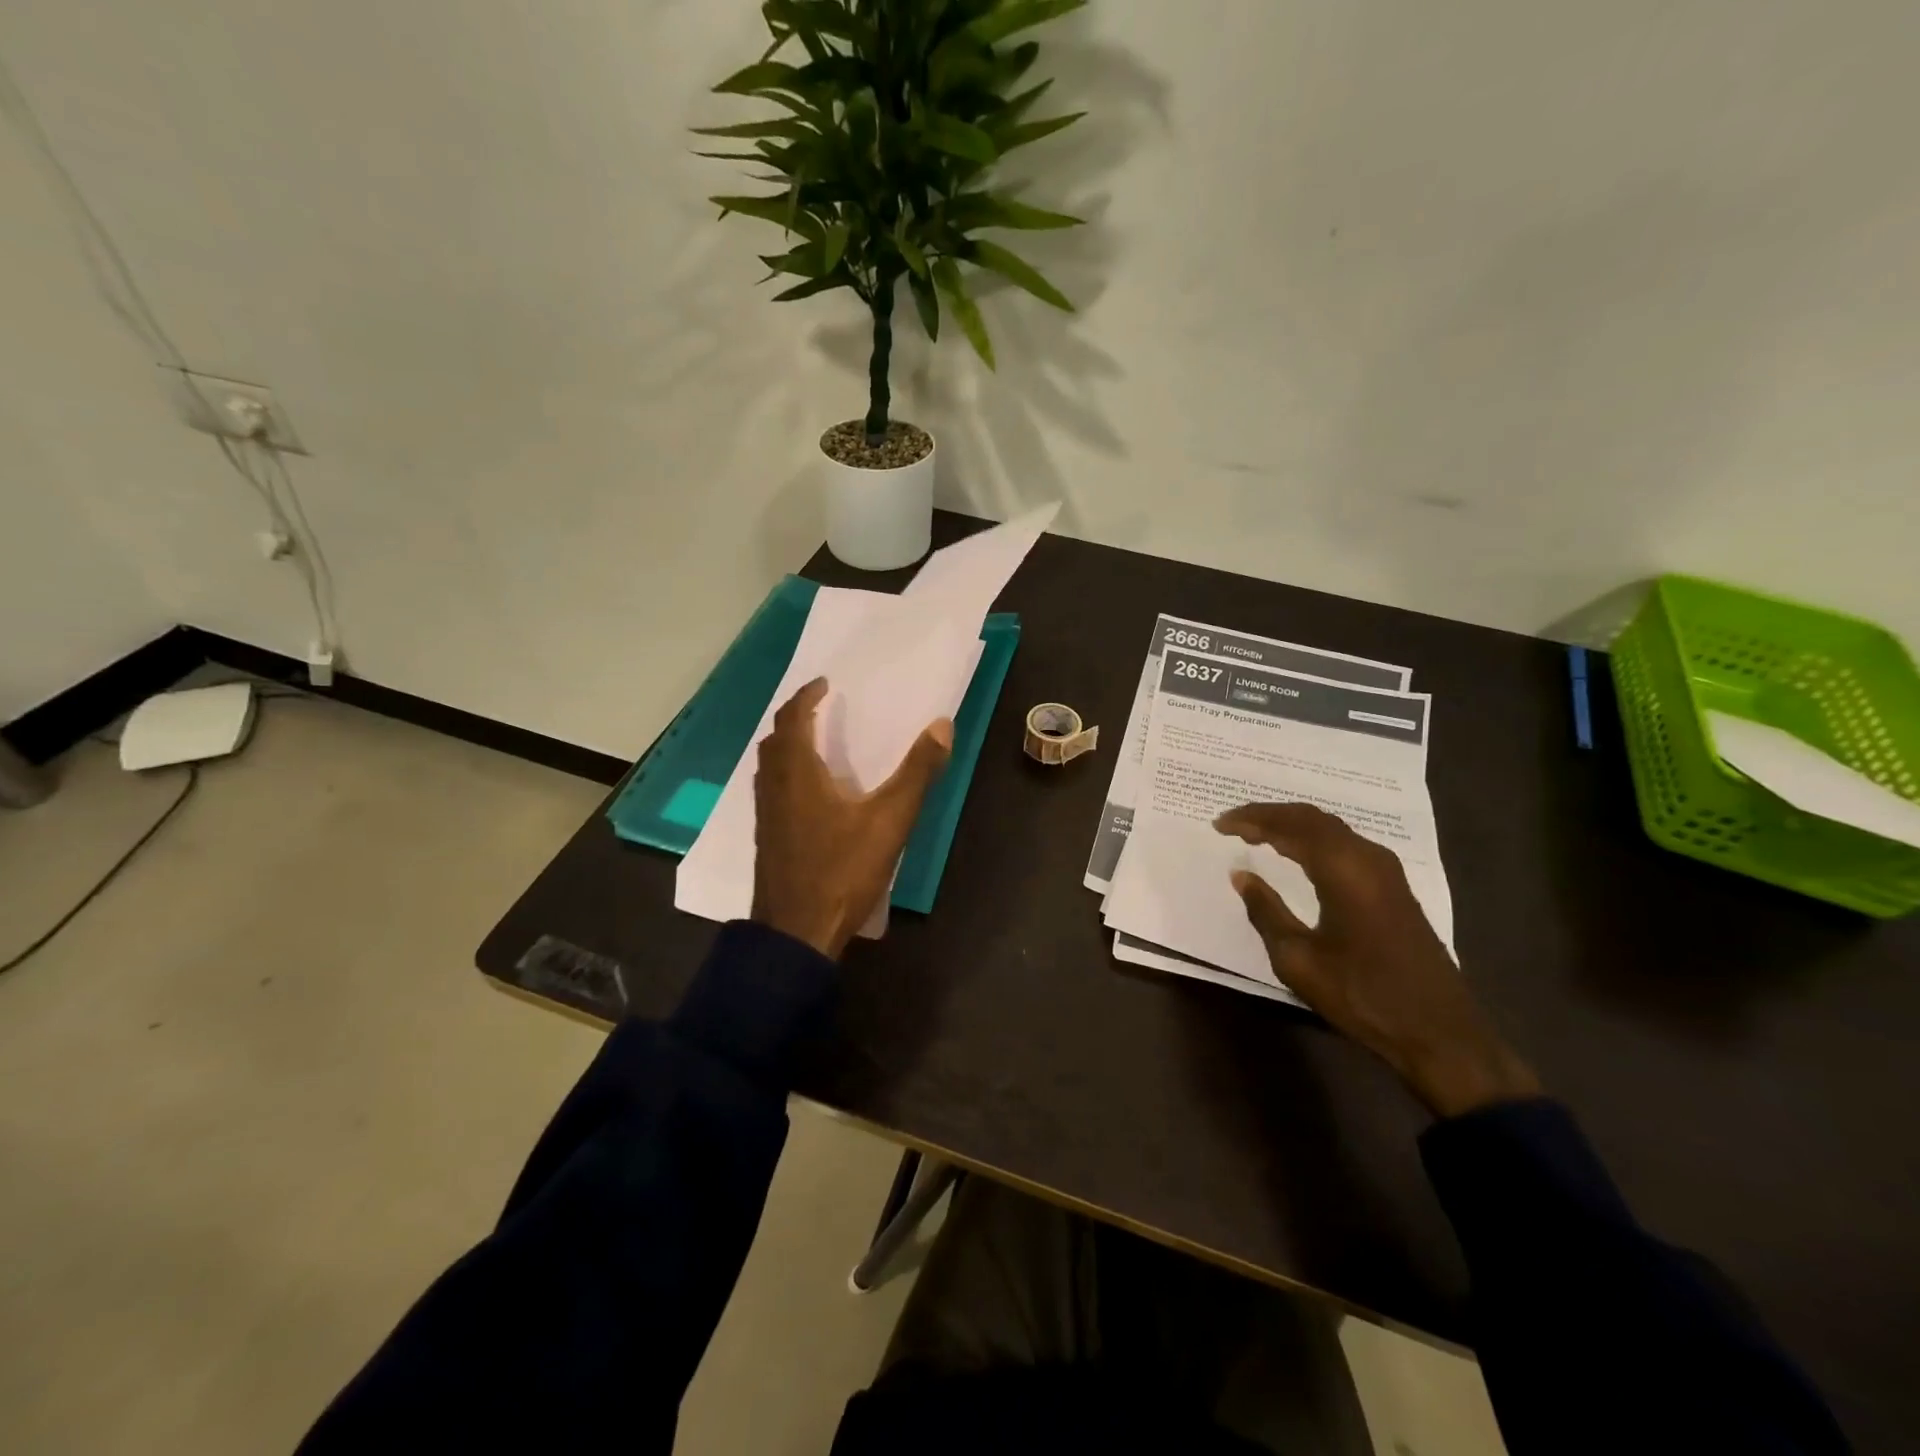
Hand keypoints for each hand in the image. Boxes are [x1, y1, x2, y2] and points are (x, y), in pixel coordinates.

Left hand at [751, 678, 952, 959]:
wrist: (797, 932)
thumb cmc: (842, 870)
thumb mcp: (890, 820)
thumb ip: (917, 772)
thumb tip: (941, 725)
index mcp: (798, 773)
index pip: (794, 718)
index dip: (807, 696)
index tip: (824, 684)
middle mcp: (774, 787)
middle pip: (775, 739)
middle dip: (795, 717)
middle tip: (820, 708)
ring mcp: (765, 815)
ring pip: (769, 765)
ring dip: (787, 745)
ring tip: (814, 743)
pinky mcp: (766, 838)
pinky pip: (770, 788)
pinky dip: (785, 773)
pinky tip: (808, 793)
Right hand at [1215, 802, 1540, 1118]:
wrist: (1439, 1033)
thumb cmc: (1361, 995)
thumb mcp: (1298, 959)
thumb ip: (1266, 911)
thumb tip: (1241, 875)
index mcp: (1343, 870)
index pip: (1290, 826)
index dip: (1251, 820)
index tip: (1218, 824)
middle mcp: (1367, 858)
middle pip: (1311, 818)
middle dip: (1269, 815)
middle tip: (1232, 822)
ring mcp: (1386, 871)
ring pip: (1330, 828)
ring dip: (1291, 824)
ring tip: (1256, 832)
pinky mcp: (1394, 886)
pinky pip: (1344, 844)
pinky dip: (1312, 838)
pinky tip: (1296, 852)